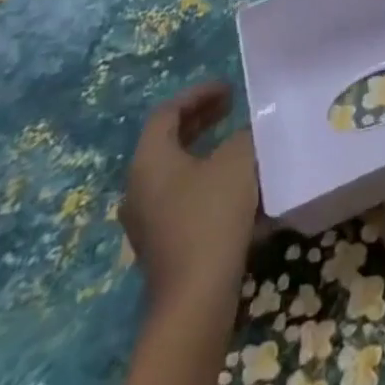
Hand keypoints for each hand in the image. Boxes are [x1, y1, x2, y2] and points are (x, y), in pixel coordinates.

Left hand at [121, 82, 260, 312]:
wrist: (196, 296)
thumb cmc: (212, 215)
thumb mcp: (236, 161)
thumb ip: (242, 136)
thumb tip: (245, 133)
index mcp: (149, 161)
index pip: (167, 113)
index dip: (198, 95)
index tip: (229, 88)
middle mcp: (139, 187)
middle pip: (167, 141)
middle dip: (201, 120)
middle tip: (232, 106)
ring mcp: (147, 219)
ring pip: (176, 170)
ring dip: (206, 150)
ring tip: (238, 141)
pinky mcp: (163, 243)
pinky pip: (183, 196)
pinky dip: (207, 179)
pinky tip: (237, 185)